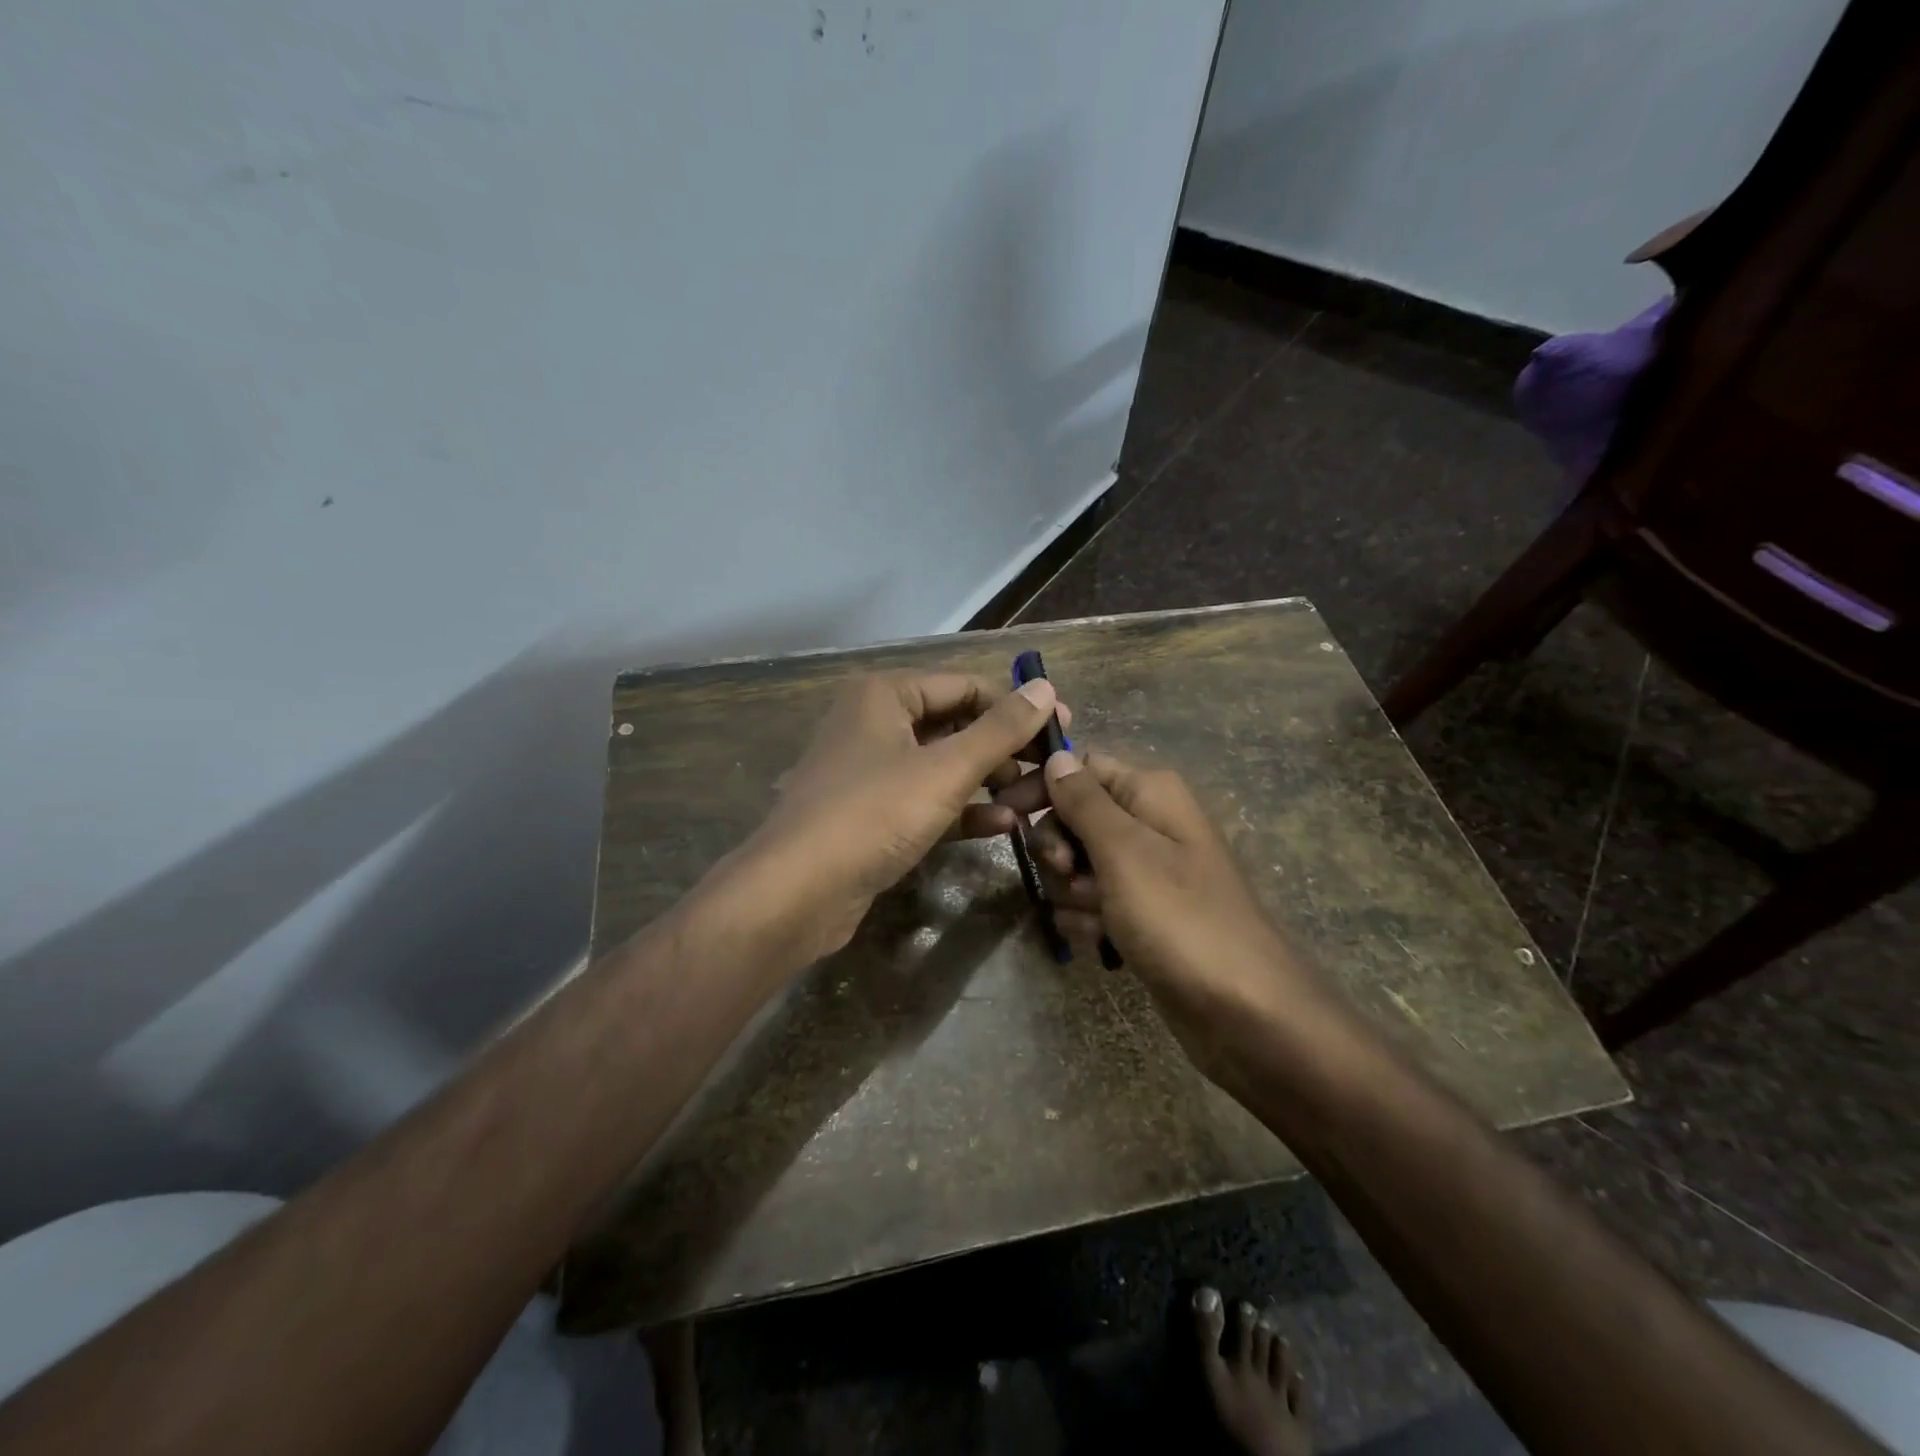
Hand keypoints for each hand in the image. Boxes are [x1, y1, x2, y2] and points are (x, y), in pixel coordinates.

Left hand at [722, 671, 1067, 967]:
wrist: (797, 893)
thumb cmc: (873, 814)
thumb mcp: (945, 770)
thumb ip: (999, 730)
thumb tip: (1047, 690)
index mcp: (885, 695)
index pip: (966, 686)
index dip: (1016, 706)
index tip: (1063, 728)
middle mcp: (875, 723)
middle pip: (955, 725)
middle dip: (1004, 748)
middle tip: (1051, 769)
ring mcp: (871, 771)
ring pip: (943, 765)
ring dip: (989, 781)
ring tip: (1034, 800)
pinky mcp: (871, 814)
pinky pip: (926, 800)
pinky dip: (963, 810)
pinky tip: (1005, 826)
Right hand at [1020, 750, 1339, 1074]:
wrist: (1244, 1012)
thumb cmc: (1180, 918)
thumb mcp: (1124, 851)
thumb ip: (1083, 800)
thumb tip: (1055, 754)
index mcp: (1150, 793)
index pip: (1080, 767)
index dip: (1043, 787)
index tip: (1007, 815)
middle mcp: (1148, 824)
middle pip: (1073, 819)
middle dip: (1059, 850)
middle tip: (1069, 876)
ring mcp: (1145, 874)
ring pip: (1076, 866)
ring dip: (1072, 893)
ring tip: (1099, 920)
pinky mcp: (1140, 916)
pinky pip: (1092, 904)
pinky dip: (1088, 922)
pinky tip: (1102, 945)